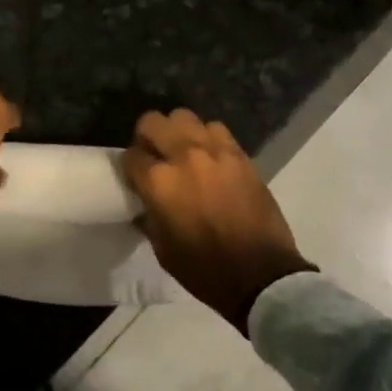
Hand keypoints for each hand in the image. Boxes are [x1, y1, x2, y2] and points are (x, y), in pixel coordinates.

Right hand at [123, 109, 314, 332]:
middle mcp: (183, 157)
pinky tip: (210, 157)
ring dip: (178, 132)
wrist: (260, 274)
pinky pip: (216, 129)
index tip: (136, 177)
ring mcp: (214, 151)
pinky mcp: (239, 154)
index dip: (130, 167)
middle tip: (154, 156)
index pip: (131, 156)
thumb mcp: (162, 249)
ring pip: (184, 117)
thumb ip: (149, 217)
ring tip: (183, 152)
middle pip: (153, 122)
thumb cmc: (205, 269)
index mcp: (159, 182)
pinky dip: (207, 137)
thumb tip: (145, 203)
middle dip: (147, 136)